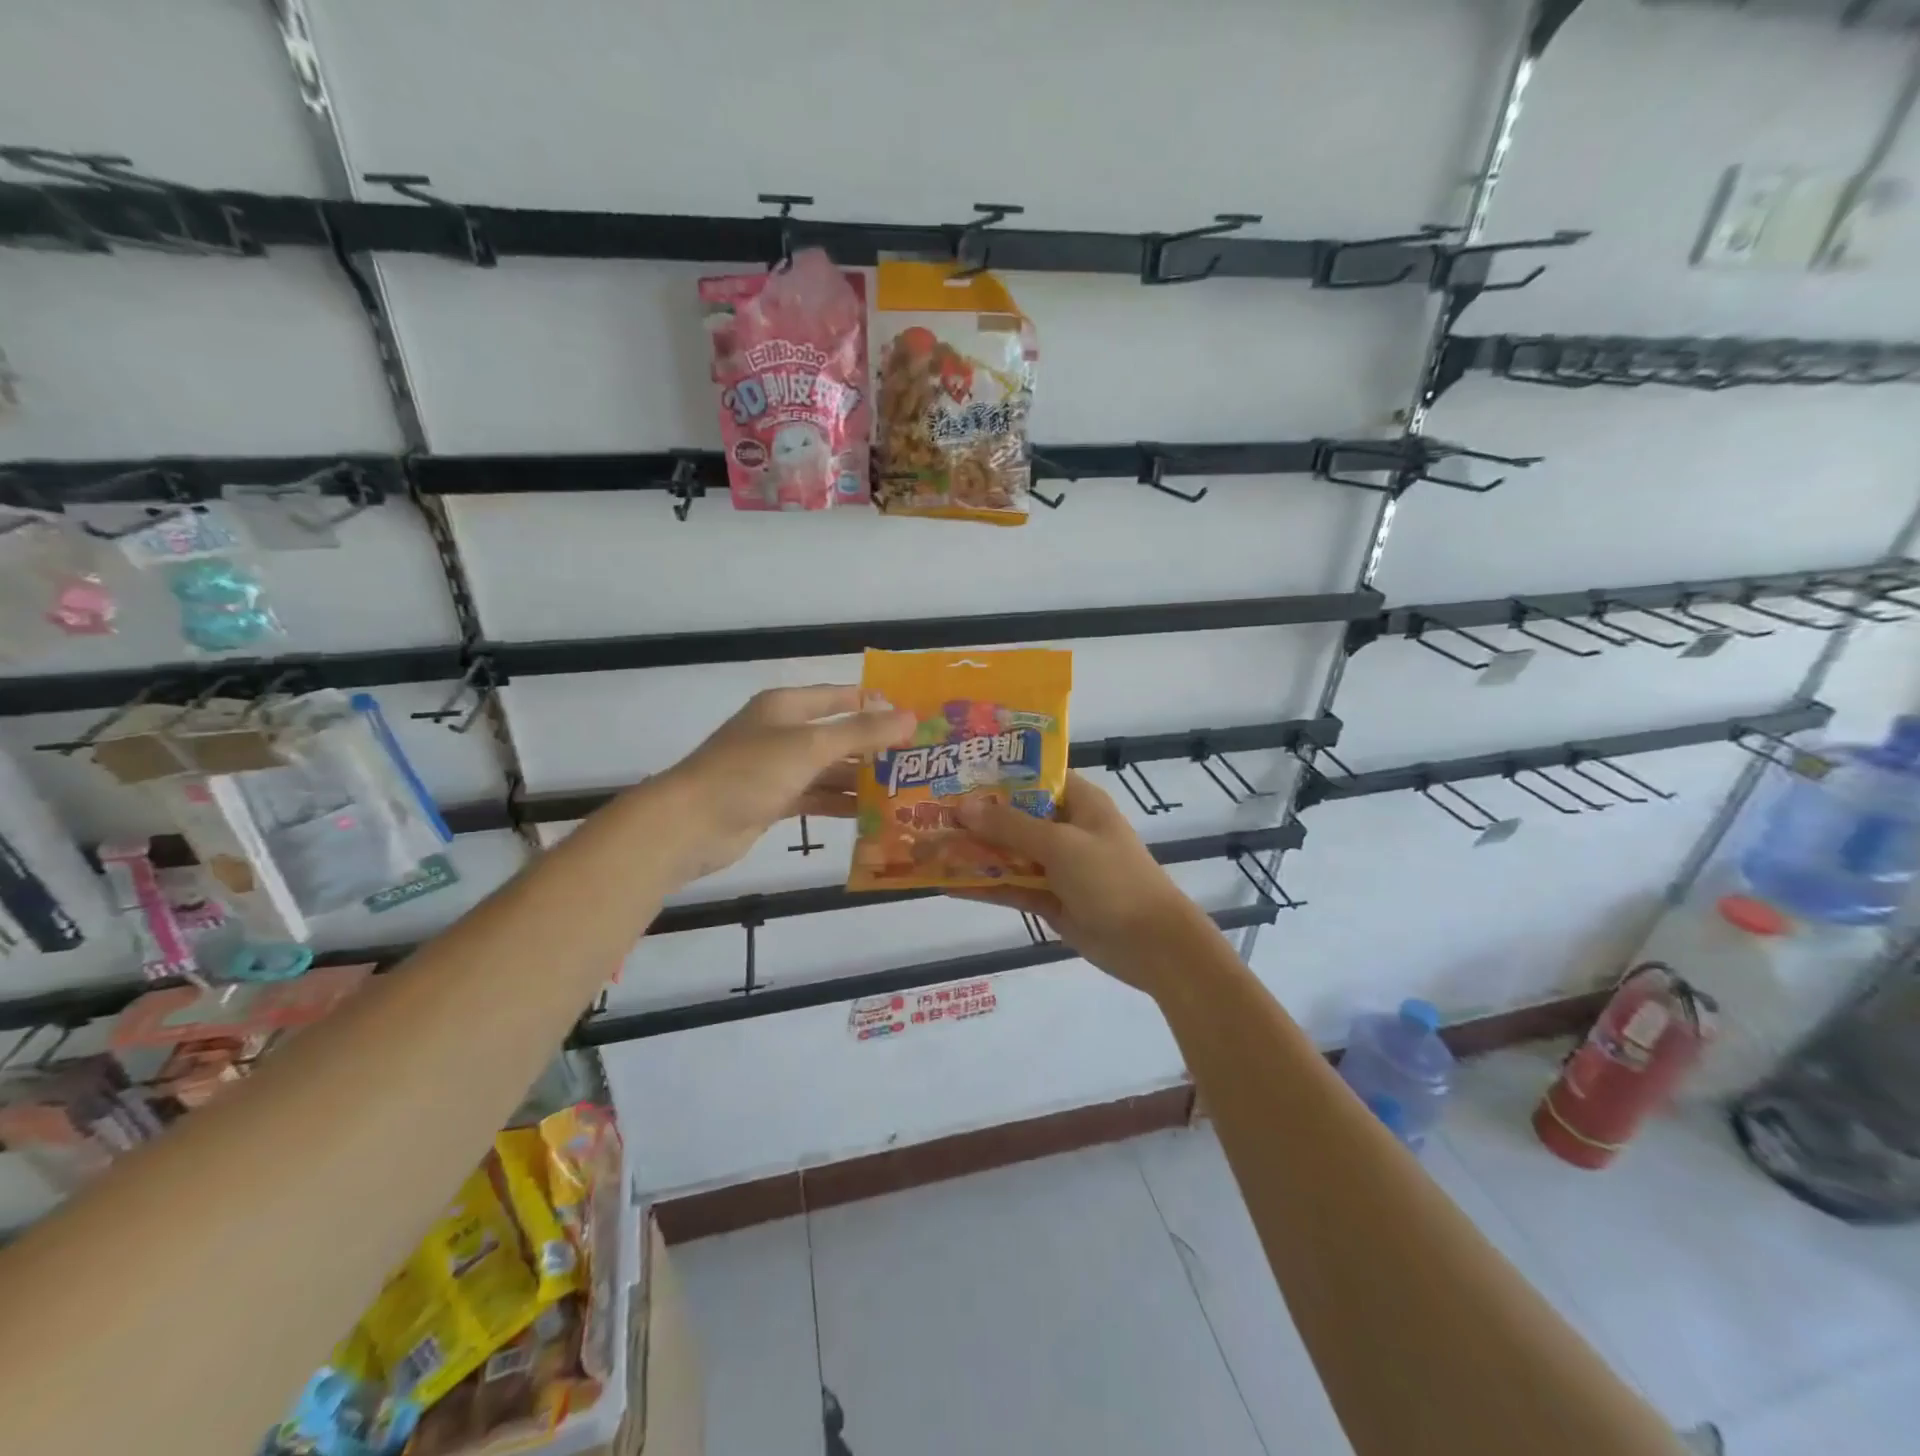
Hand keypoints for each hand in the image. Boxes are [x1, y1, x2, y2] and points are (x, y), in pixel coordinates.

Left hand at [652, 686, 913, 887]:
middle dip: (873, 746)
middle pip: (837, 734)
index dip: (875, 704)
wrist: (689, 825)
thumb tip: (910, 717)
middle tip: (916, 760)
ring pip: (827, 769)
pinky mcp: (772, 801)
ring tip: (902, 790)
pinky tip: (869, 814)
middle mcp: (782, 732)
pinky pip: (815, 796)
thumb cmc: (749, 773)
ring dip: (859, 779)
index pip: (840, 697)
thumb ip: (861, 732)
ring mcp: (776, 769)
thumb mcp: (810, 746)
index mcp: (786, 707)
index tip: (914, 716)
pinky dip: (838, 803)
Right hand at [951, 771, 1224, 996]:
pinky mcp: (1049, 899)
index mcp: (1078, 802)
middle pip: (1014, 815)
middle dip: (975, 815)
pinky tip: (946, 883)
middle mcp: (1065, 828)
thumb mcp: (1060, 844)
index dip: (996, 772)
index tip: (955, 769)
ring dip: (973, 851)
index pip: (1033, 776)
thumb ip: (1010, 826)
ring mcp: (1056, 866)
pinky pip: (1011, 887)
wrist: (1151, 945)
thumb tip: (963, 808)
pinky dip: (983, 885)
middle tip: (926, 808)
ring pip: (1008, 853)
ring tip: (926, 845)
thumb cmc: (1112, 878)